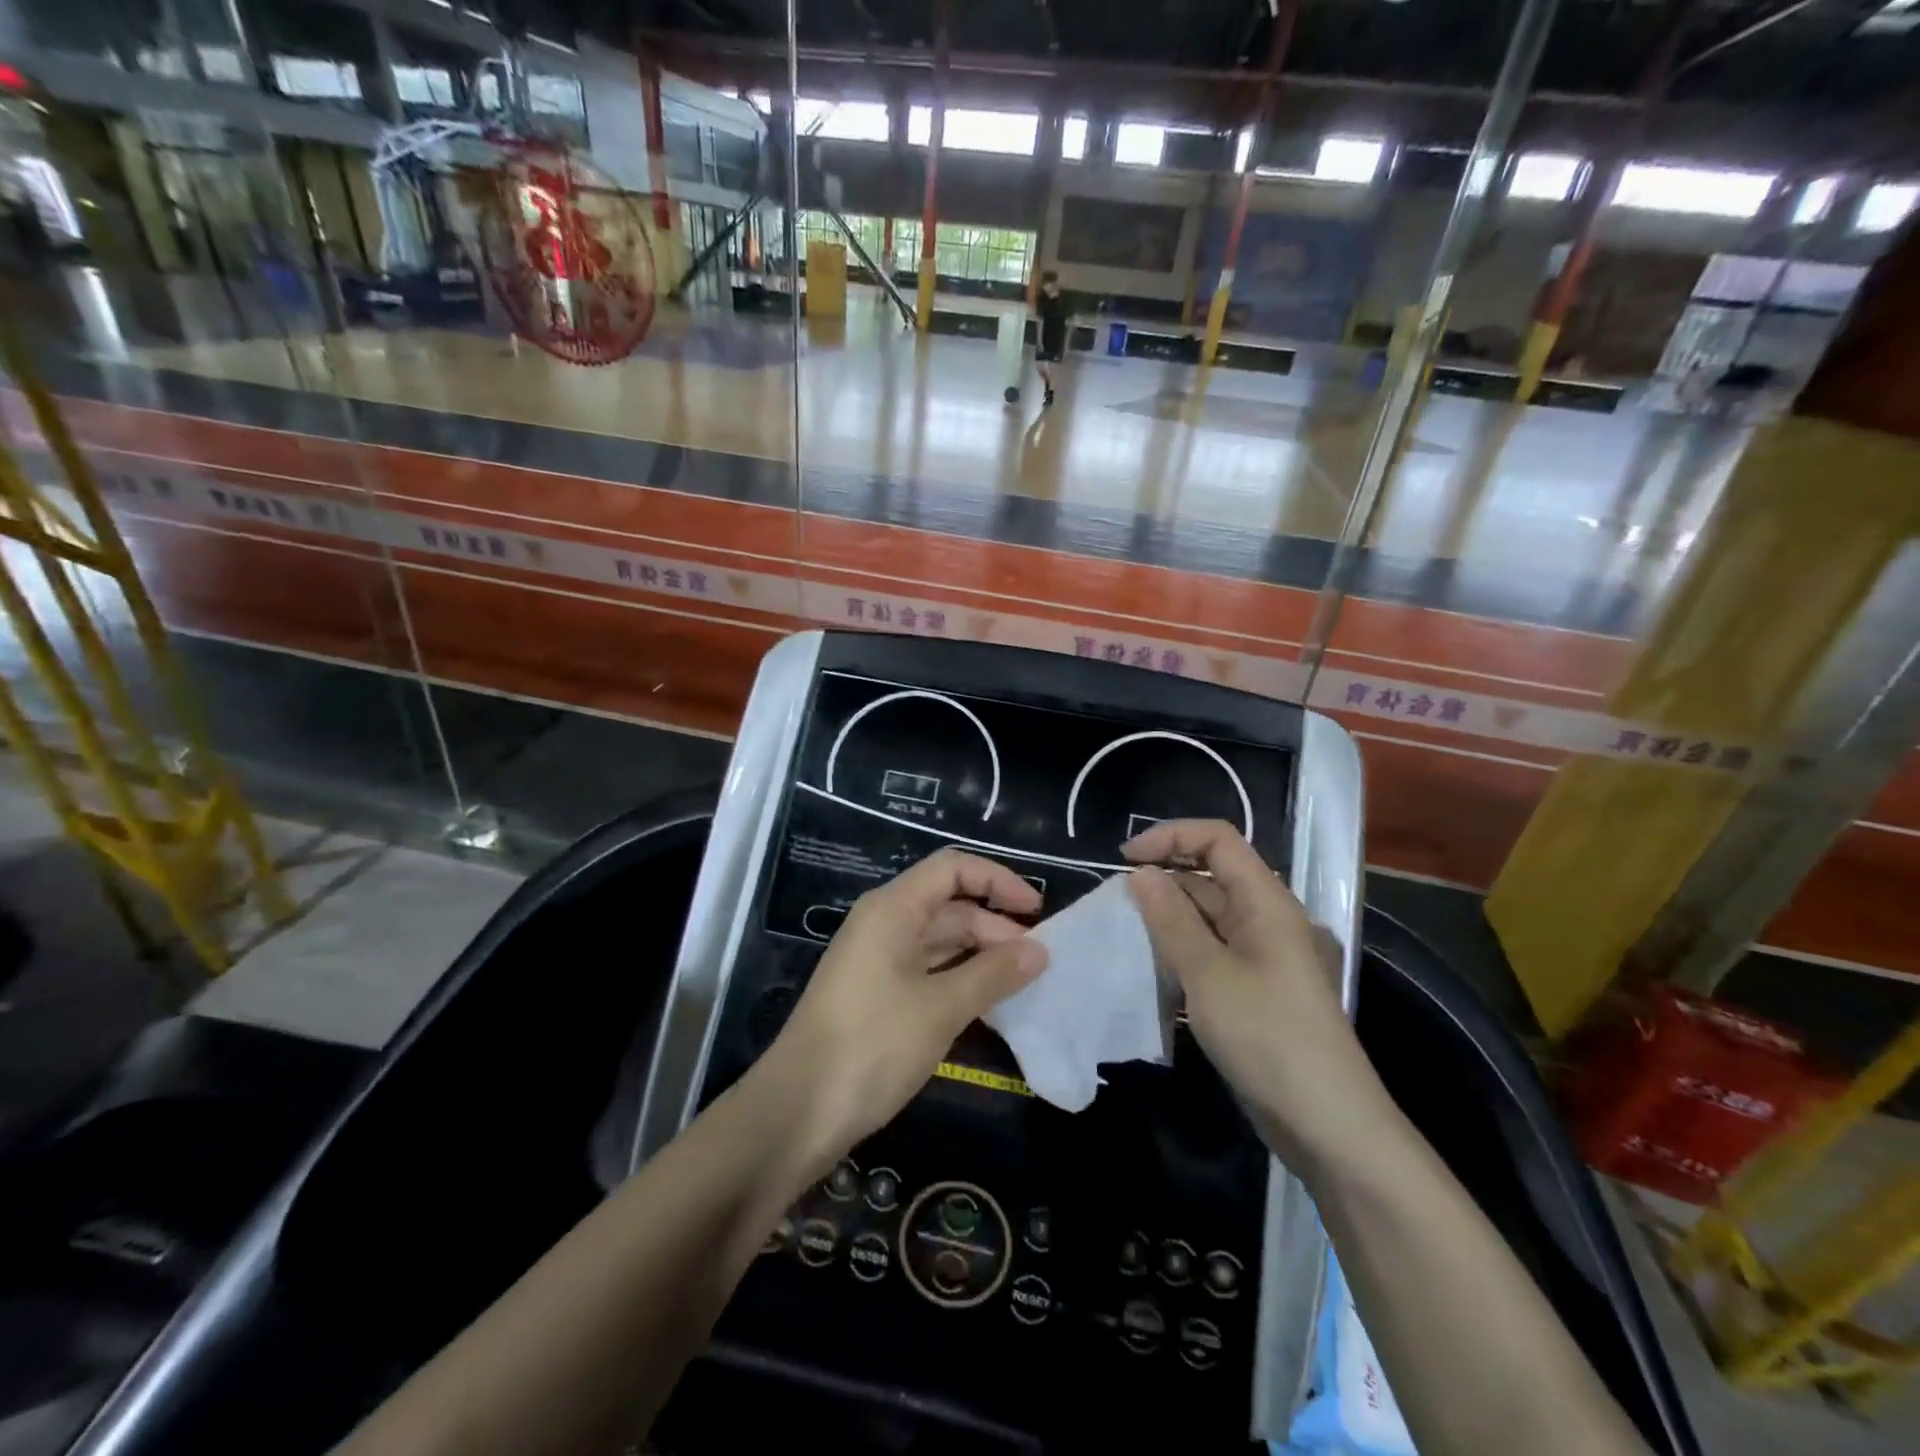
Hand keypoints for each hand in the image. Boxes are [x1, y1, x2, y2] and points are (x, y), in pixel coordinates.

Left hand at [759, 850, 1047, 1175]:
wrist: (798, 1111)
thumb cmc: (872, 1045)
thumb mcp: (941, 1008)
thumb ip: (994, 974)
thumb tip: (1039, 951)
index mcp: (892, 909)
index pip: (952, 869)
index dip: (997, 880)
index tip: (1037, 910)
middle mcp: (885, 924)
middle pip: (949, 906)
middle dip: (995, 926)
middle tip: (1038, 961)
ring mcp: (879, 960)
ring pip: (941, 942)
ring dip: (981, 957)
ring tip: (1024, 984)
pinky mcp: (878, 995)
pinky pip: (929, 972)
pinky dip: (961, 981)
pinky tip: (991, 1006)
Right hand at [1122, 820, 1389, 1168]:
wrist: (1326, 1124)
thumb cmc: (1268, 1037)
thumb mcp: (1208, 974)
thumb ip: (1171, 919)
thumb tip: (1140, 874)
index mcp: (1267, 902)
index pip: (1218, 840)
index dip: (1170, 836)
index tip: (1124, 860)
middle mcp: (1267, 919)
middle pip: (1211, 875)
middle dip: (1163, 878)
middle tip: (1116, 903)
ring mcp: (1262, 956)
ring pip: (1208, 916)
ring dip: (1168, 916)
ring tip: (1126, 933)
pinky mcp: (1254, 989)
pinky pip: (1212, 951)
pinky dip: (1180, 949)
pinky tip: (1152, 967)